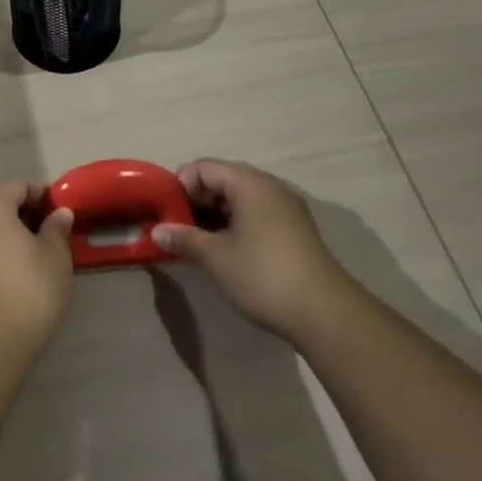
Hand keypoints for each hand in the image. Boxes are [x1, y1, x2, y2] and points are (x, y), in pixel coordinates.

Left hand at [0, 181, 74, 353]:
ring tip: (40, 251)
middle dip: (27, 214)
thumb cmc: (29, 286)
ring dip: (13, 235)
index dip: (43, 195)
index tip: (64, 209)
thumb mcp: (55, 255)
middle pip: (0, 206)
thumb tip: (59, 213)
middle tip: (54, 230)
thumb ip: (57, 228)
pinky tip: (20, 271)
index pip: (19, 187)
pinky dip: (0, 252)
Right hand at [152, 159, 348, 339]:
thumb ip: (184, 238)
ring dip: (214, 216)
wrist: (325, 313)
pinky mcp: (294, 231)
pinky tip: (224, 252)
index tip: (166, 212)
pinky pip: (256, 215)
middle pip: (223, 180)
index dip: (180, 185)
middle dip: (196, 201)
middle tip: (177, 228)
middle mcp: (270, 188)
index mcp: (250, 184)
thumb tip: (156, 230)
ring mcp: (286, 209)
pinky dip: (235, 226)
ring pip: (240, 200)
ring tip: (196, 242)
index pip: (204, 167)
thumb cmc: (263, 275)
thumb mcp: (216, 257)